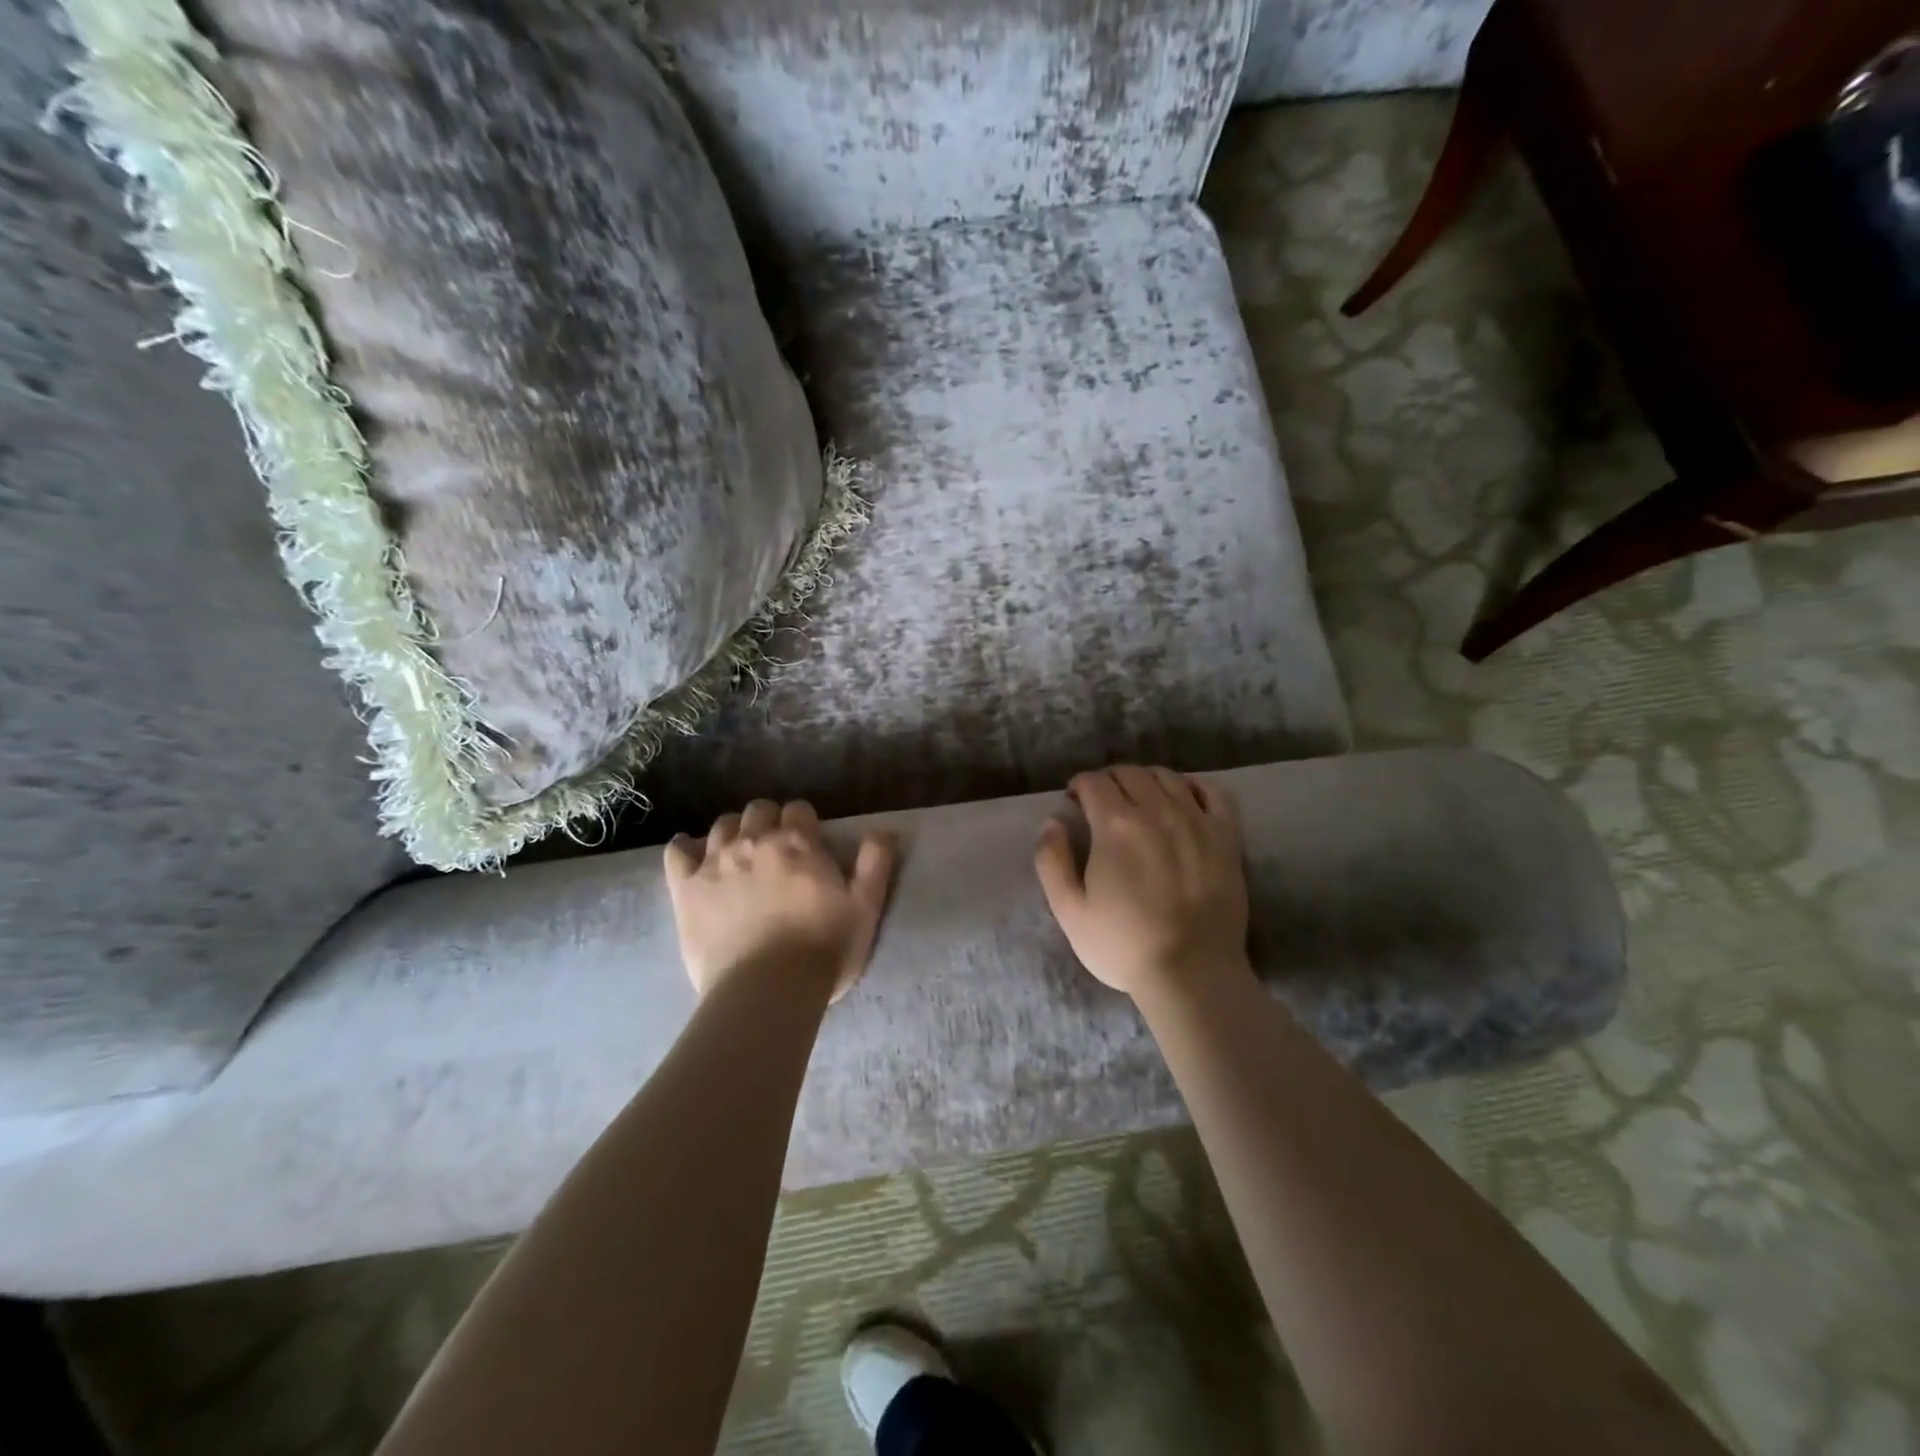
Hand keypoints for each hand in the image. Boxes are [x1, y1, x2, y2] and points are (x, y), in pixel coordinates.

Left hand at [665, 800, 896, 1001]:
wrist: (766, 990)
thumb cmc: (822, 949)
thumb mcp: (865, 908)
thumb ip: (875, 864)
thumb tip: (883, 830)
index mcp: (798, 842)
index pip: (799, 809)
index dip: (805, 824)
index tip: (809, 844)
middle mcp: (754, 841)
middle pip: (758, 810)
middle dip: (768, 821)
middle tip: (776, 850)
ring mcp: (715, 862)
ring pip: (721, 825)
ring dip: (734, 833)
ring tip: (740, 856)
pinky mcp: (685, 888)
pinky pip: (676, 851)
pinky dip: (685, 848)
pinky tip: (692, 857)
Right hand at [1034, 766, 1249, 998]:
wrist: (1192, 973)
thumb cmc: (1123, 945)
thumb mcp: (1069, 911)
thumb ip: (1052, 861)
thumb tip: (1052, 822)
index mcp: (1115, 825)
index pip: (1094, 783)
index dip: (1079, 785)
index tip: (1073, 800)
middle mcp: (1157, 811)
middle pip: (1130, 773)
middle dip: (1109, 779)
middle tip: (1101, 800)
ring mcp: (1196, 821)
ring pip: (1168, 777)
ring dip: (1146, 779)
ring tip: (1139, 798)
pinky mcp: (1227, 837)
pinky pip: (1214, 792)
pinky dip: (1195, 785)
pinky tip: (1185, 796)